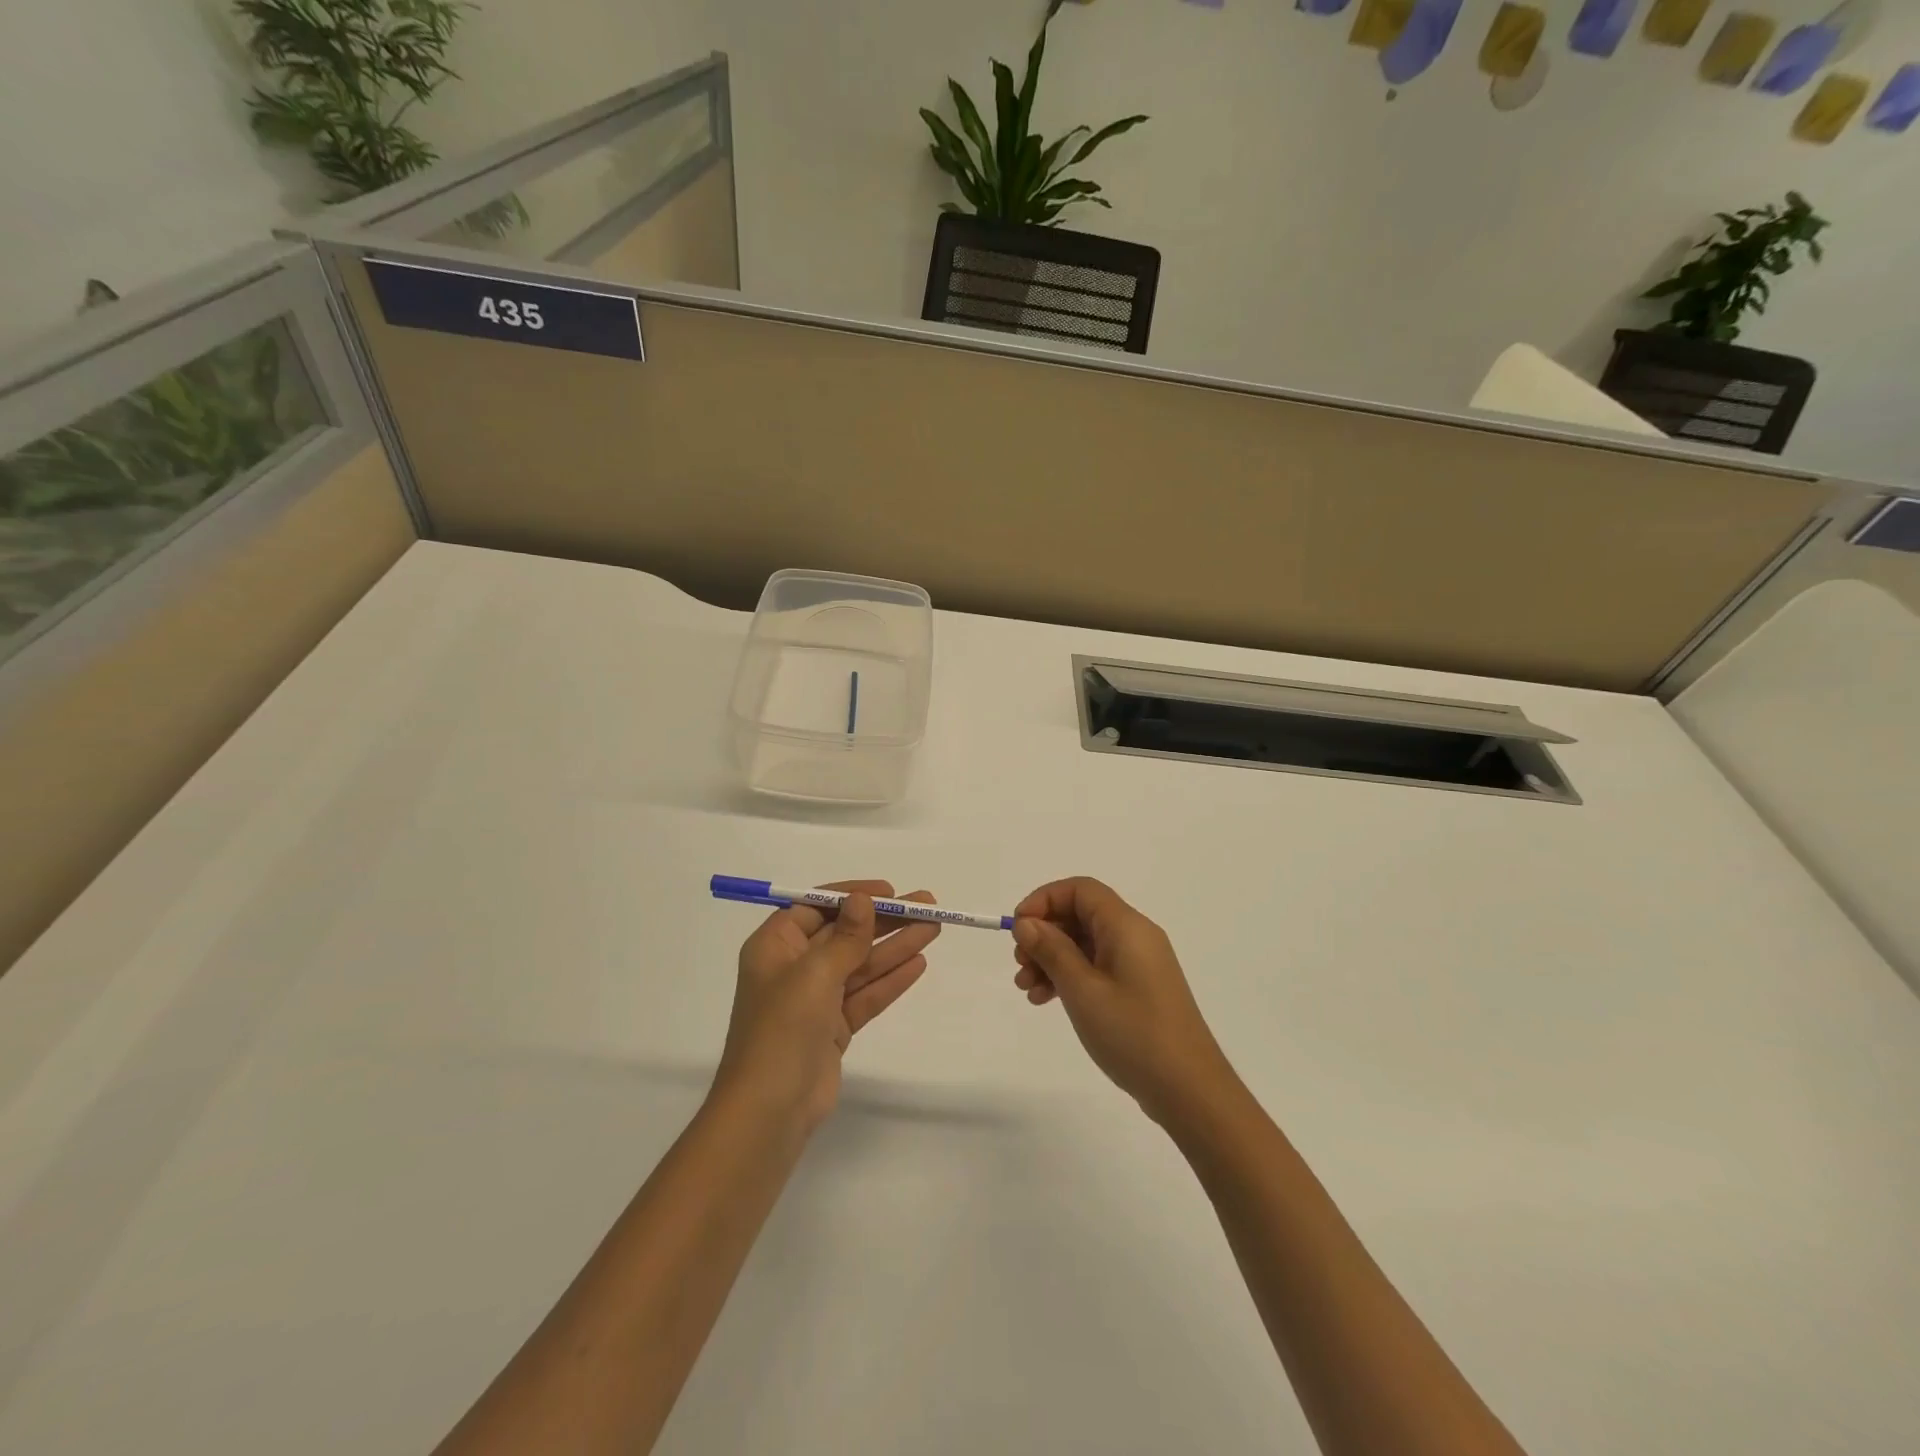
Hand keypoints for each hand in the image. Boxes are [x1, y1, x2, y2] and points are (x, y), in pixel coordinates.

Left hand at [714, 881, 939, 1132]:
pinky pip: (865, 995)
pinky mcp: (832, 1029)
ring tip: (934, 928)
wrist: (770, 1110)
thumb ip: (845, 936)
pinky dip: (890, 980)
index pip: (815, 907)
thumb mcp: (815, 973)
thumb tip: (862, 900)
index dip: (852, 896)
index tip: (888, 891)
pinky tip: (918, 963)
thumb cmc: (783, 1028)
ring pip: (860, 964)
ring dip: (895, 946)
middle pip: (844, 934)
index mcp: (775, 947)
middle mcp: (793, 968)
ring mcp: (814, 1001)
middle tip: (927, 905)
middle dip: (884, 920)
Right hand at [1012, 877, 1235, 1123]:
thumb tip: (1027, 923)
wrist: (1189, 1090)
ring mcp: (1139, 963)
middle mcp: (1135, 936)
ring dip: (1052, 958)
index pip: (1080, 890)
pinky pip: (1097, 967)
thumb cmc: (1133, 1033)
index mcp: (1126, 926)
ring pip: (1086, 943)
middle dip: (1044, 934)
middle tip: (1019, 965)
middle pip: (1081, 915)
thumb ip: (1052, 950)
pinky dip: (1070, 976)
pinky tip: (1048, 1000)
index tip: (1017, 928)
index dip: (1044, 900)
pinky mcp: (1140, 988)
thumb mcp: (1082, 990)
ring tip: (1027, 989)